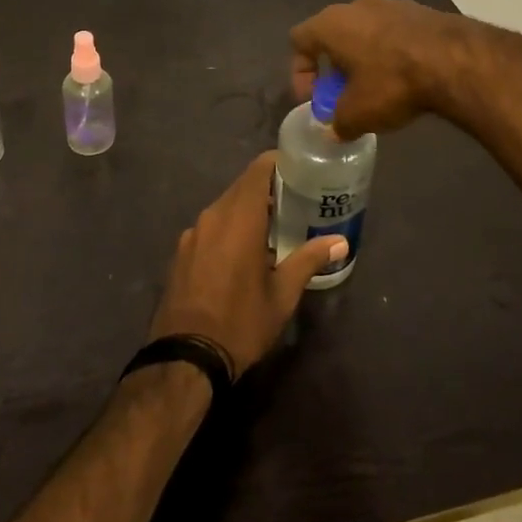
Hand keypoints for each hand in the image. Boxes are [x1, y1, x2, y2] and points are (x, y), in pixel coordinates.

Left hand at [149, 153, 346, 373]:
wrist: (185, 358)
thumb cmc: (241, 322)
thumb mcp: (282, 295)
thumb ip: (309, 260)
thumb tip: (341, 242)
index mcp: (239, 217)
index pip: (258, 170)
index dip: (278, 164)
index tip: (299, 171)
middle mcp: (212, 215)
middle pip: (241, 187)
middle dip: (266, 189)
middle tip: (294, 201)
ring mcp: (192, 233)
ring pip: (224, 208)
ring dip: (246, 211)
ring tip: (271, 229)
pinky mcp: (180, 252)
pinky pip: (209, 228)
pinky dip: (227, 229)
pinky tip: (239, 254)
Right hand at [289, 0, 475, 138]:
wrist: (456, 60)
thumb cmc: (393, 82)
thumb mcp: (358, 114)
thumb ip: (338, 122)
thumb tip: (335, 130)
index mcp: (332, 23)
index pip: (299, 40)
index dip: (300, 72)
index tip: (314, 98)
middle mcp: (357, 5)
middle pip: (333, 34)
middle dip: (335, 65)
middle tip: (343, 93)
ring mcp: (392, 3)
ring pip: (366, 31)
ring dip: (364, 57)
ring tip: (377, 87)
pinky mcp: (422, 10)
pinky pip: (394, 32)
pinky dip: (392, 52)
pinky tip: (405, 77)